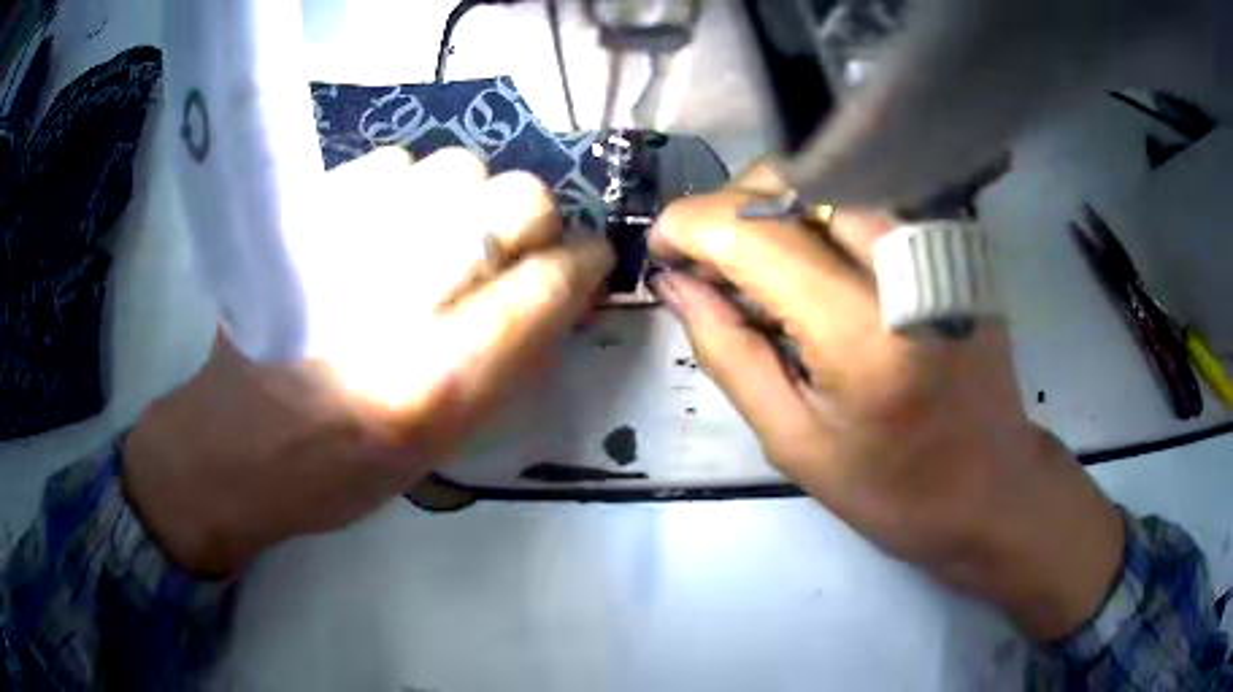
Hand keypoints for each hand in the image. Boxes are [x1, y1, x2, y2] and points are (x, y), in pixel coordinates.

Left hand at [123, 148, 613, 575]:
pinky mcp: (305, 217)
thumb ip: (509, 364)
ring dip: (468, 201)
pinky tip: (388, 228)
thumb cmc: (343, 472)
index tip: (587, 262)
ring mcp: (345, 243)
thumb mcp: (445, 447)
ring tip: (439, 241)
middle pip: (515, 199)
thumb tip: (559, 290)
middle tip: (509, 251)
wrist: (239, 444)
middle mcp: (396, 301)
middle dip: (533, 220)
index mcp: (436, 382)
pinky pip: (393, 163)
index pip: (548, 286)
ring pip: (457, 166)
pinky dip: (408, 188)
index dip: (584, 264)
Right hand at [649, 168, 1123, 639]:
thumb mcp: (794, 443)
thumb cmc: (895, 489)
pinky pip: (866, 195)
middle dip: (731, 208)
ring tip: (758, 263)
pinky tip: (814, 261)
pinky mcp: (953, 241)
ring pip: (829, 174)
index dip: (691, 225)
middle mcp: (908, 264)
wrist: (994, 487)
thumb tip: (676, 284)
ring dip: (774, 206)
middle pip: (792, 179)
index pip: (755, 231)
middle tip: (711, 263)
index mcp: (864, 332)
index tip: (662, 249)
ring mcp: (939, 243)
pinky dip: (821, 212)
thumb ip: (728, 352)